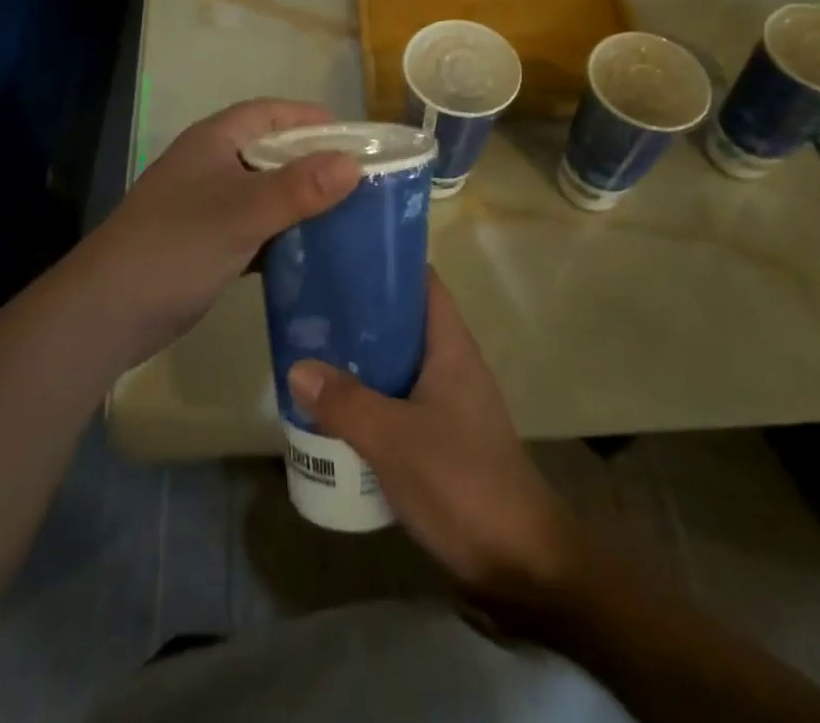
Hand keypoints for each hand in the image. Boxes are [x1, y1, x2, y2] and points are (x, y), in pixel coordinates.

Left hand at [69, 99, 360, 369]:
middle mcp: (210, 165)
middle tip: (360, 178)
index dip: (309, 119)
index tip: (355, 136)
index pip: (269, 113)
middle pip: (270, 152)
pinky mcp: (206, 243)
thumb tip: (353, 163)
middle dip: (312, 162)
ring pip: (263, 192)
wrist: (109, 311)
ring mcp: (206, 206)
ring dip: (299, 200)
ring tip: (347, 213)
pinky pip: (254, 227)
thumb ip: (298, 188)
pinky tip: (312, 250)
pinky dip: (282, 233)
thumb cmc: (176, 245)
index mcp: (214, 141)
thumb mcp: (242, 212)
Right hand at [287, 271, 574, 601]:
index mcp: (451, 346)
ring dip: (362, 358)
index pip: (422, 281)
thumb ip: (346, 403)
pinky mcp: (443, 437)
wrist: (521, 565)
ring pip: (398, 363)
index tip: (342, 254)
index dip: (387, 262)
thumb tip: (297, 366)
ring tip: (314, 352)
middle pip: (404, 320)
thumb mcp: (395, 439)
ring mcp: (450, 402)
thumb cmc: (462, 482)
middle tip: (312, 306)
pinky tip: (337, 409)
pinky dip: (371, 396)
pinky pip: (399, 400)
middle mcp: (452, 364)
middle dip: (361, 312)